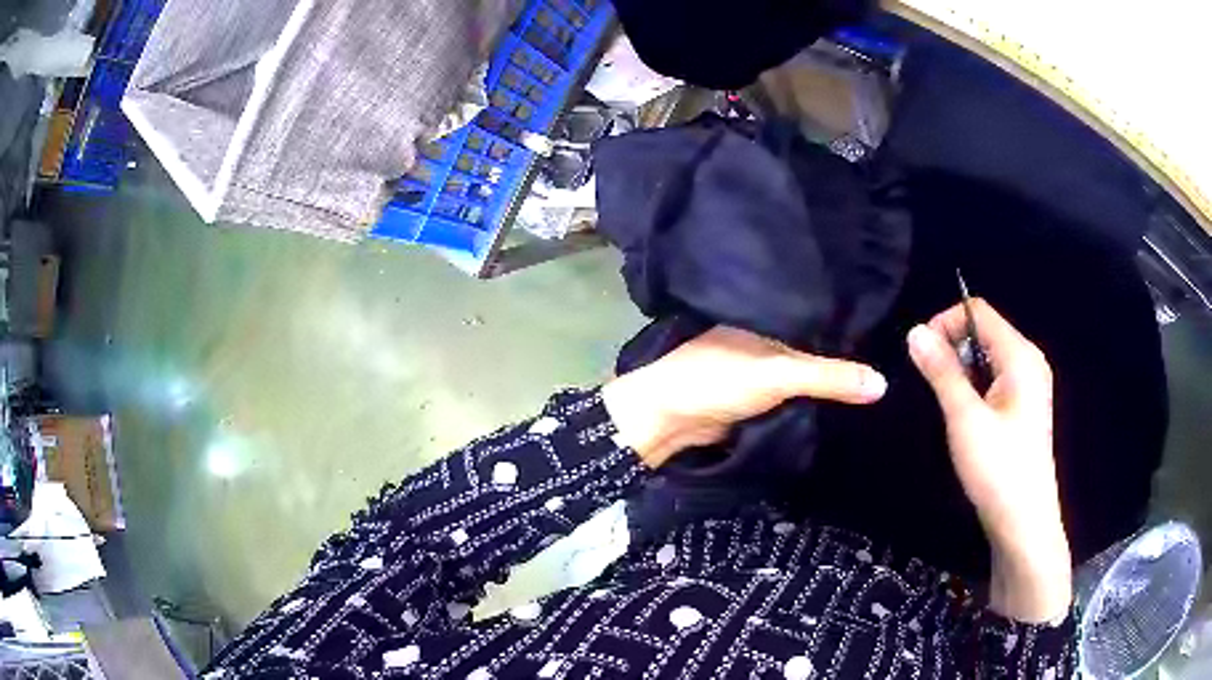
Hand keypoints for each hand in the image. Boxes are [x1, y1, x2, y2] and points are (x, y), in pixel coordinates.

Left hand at [602, 326, 886, 468]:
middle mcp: (767, 333)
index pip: (820, 311)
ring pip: (805, 368)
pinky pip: (795, 391)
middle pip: (815, 342)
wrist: (669, 420)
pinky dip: (814, 394)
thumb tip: (882, 383)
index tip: (891, 324)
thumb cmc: (717, 380)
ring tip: (880, 373)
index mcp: (768, 314)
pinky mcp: (757, 393)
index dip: (851, 318)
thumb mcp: (779, 374)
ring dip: (830, 375)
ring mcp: (761, 364)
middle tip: (894, 354)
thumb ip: (829, 377)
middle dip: (845, 350)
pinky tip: (844, 396)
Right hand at [907, 299, 1071, 622]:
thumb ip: (941, 372)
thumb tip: (915, 332)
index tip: (921, 355)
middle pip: (984, 332)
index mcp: (1020, 356)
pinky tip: (965, 419)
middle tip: (931, 386)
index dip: (945, 323)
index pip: (978, 312)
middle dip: (952, 349)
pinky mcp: (1023, 408)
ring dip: (961, 372)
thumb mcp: (965, 419)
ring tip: (948, 407)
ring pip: (987, 358)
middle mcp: (1028, 361)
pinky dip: (974, 388)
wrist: (1024, 524)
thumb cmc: (998, 469)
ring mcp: (1029, 385)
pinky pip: (994, 380)